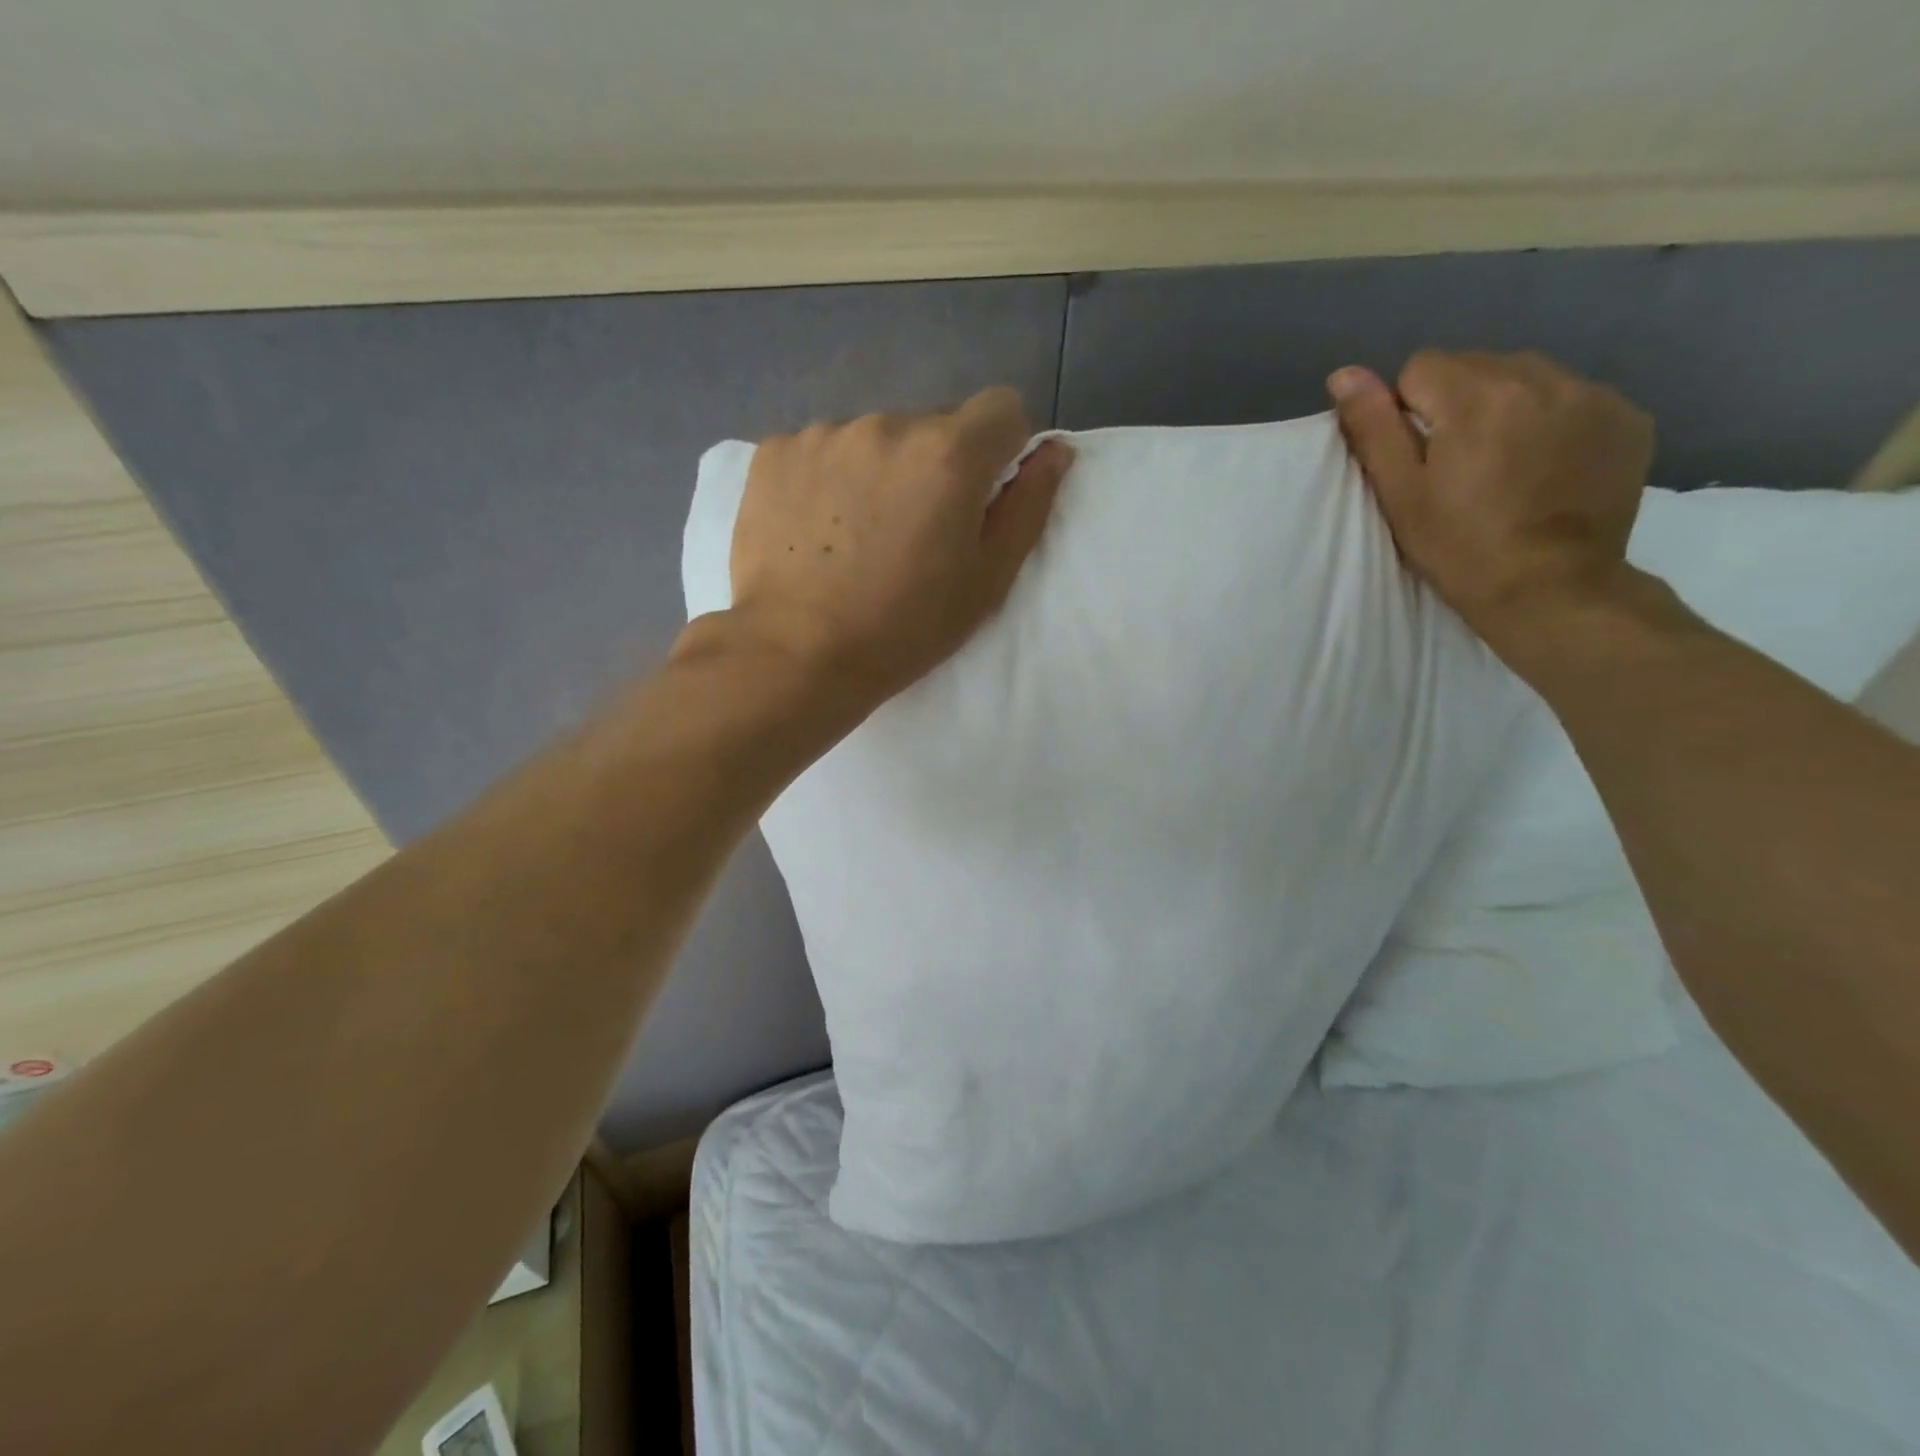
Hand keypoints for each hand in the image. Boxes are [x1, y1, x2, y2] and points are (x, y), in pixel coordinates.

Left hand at [724, 387, 1073, 711]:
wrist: (795, 654)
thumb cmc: (904, 628)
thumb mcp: (987, 581)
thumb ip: (1028, 507)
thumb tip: (1053, 452)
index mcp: (949, 453)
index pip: (1002, 408)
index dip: (1002, 449)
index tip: (980, 497)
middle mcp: (887, 424)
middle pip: (934, 425)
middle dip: (936, 466)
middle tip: (914, 533)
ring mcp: (824, 433)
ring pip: (875, 439)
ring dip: (880, 471)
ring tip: (859, 536)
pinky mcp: (775, 452)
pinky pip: (822, 450)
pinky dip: (828, 479)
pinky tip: (817, 531)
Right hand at [1328, 350, 1654, 660]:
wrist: (1551, 589)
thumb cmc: (1460, 547)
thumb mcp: (1401, 493)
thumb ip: (1374, 427)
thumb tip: (1345, 373)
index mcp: (1476, 396)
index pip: (1423, 366)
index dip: (1409, 410)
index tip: (1419, 455)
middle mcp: (1540, 377)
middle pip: (1477, 365)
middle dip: (1459, 403)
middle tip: (1458, 464)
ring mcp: (1593, 395)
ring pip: (1528, 376)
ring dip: (1507, 406)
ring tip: (1505, 464)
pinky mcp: (1629, 418)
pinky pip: (1574, 398)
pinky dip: (1554, 421)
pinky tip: (1548, 467)